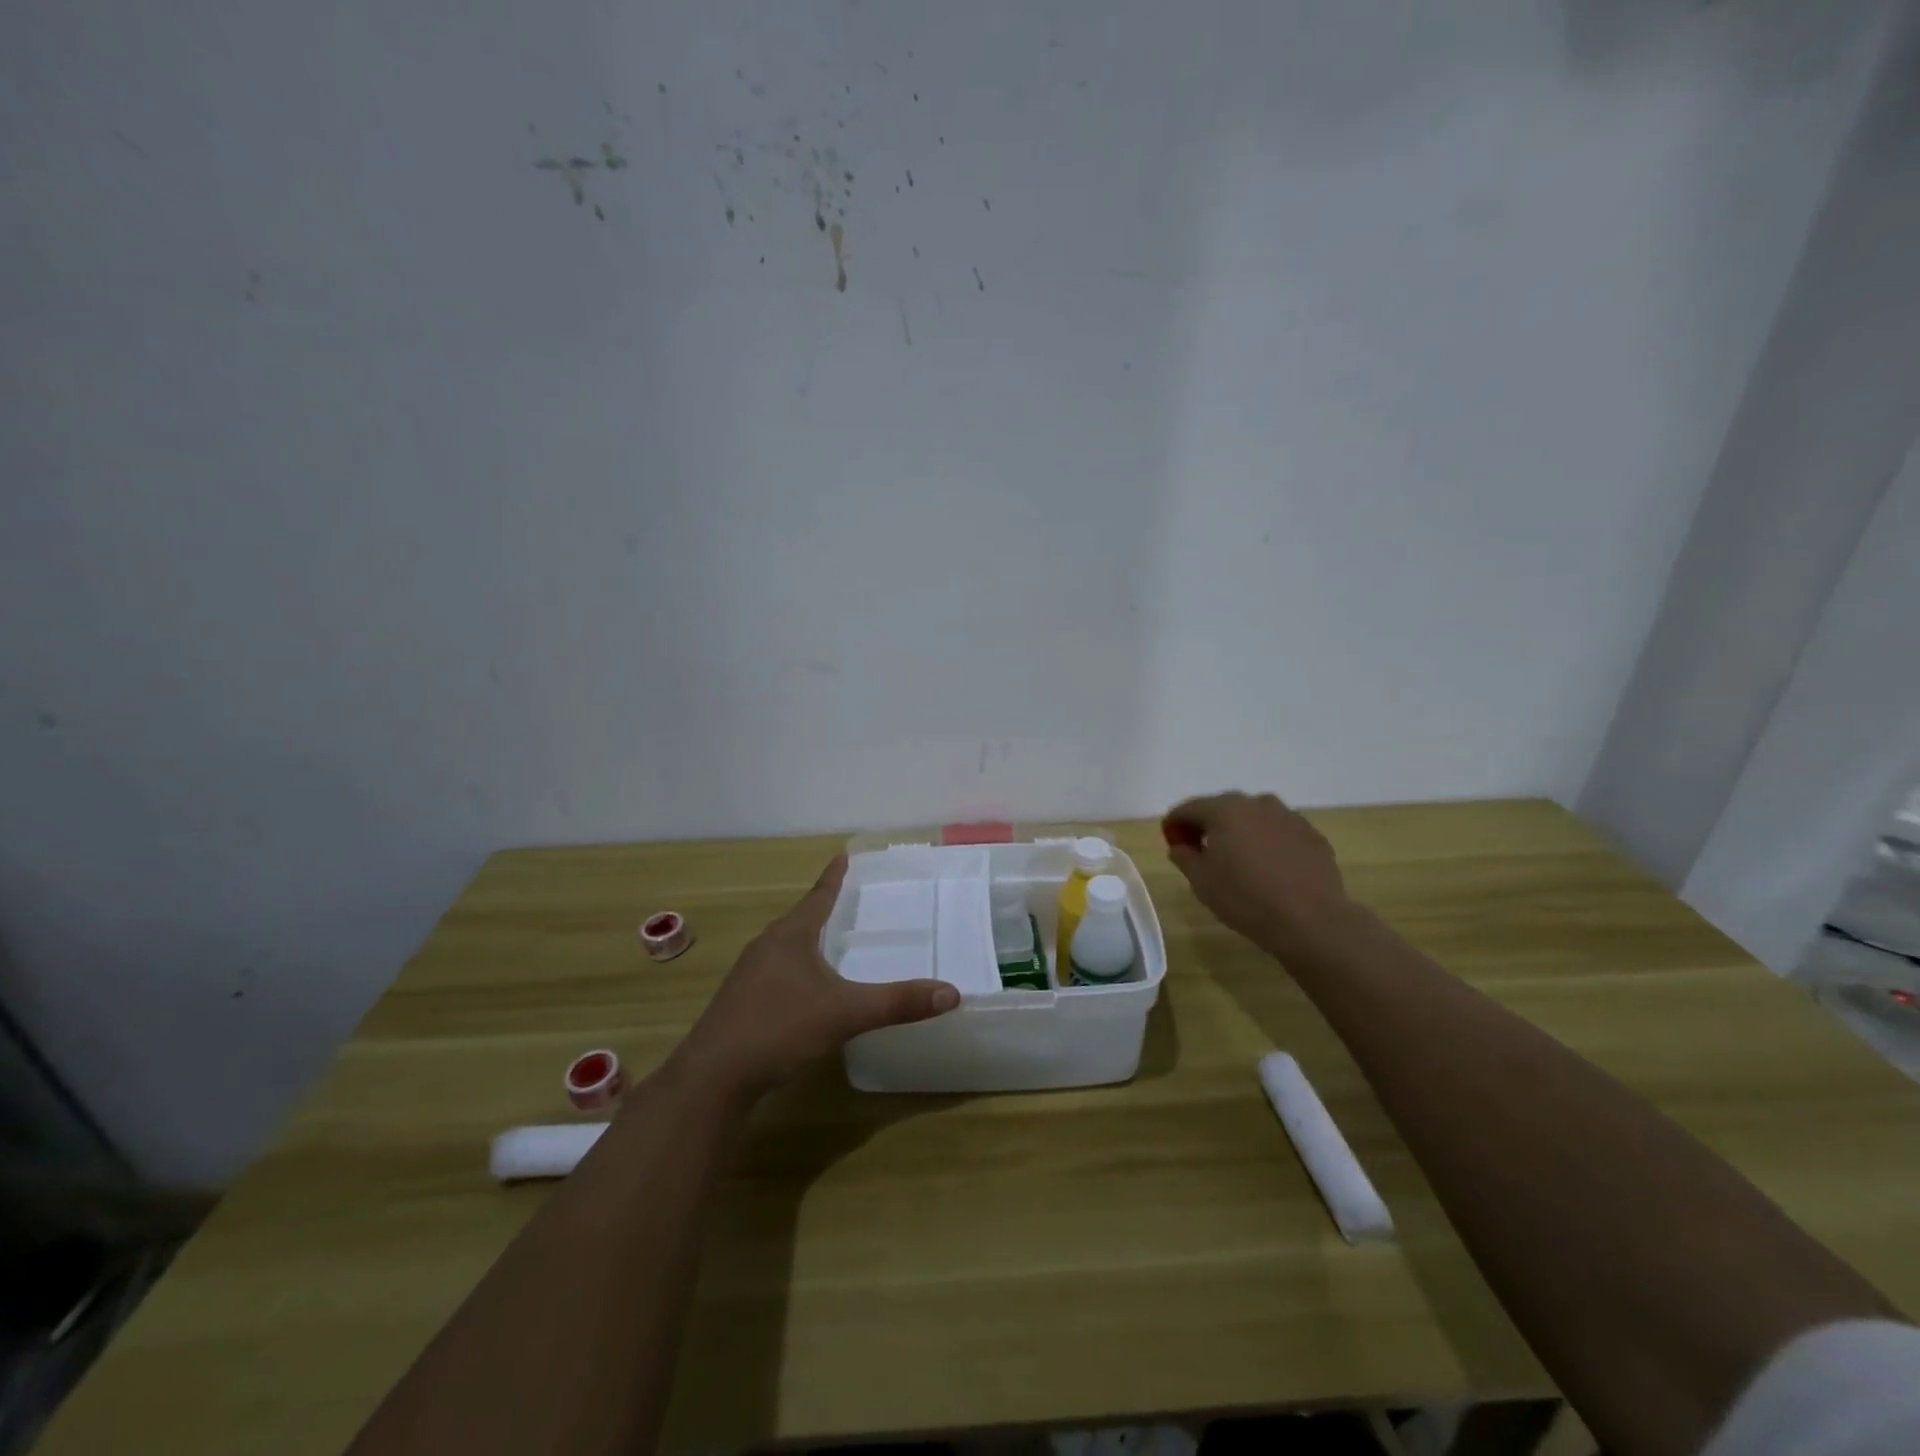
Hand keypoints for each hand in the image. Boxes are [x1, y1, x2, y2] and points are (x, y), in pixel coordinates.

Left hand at [671, 855, 958, 1098]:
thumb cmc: (779, 1028)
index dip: (834, 877)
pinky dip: (796, 970)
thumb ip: (898, 1003)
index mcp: (790, 936)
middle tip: (847, 899)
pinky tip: (805, 991)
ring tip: (829, 942)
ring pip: (785, 948)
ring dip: (807, 940)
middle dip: (822, 908)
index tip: (843, 854)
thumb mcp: (845, 1014)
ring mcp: (748, 976)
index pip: (818, 896)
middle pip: (799, 919)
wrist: (712, 1079)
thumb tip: (952, 993)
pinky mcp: (740, 1004)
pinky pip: (775, 973)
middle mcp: (766, 947)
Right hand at [1163, 792, 1353, 960]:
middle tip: (1201, 849)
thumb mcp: (1200, 881)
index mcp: (1224, 810)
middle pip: (1222, 808)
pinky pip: (1280, 832)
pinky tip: (1270, 868)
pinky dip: (1268, 842)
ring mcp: (1289, 817)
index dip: (1175, 823)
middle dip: (1208, 824)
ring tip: (1239, 858)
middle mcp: (1256, 803)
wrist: (1310, 920)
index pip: (1188, 808)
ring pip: (1254, 817)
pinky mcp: (1312, 835)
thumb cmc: (1245, 898)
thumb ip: (1184, 856)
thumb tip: (1181, 845)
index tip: (1170, 840)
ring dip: (1241, 831)